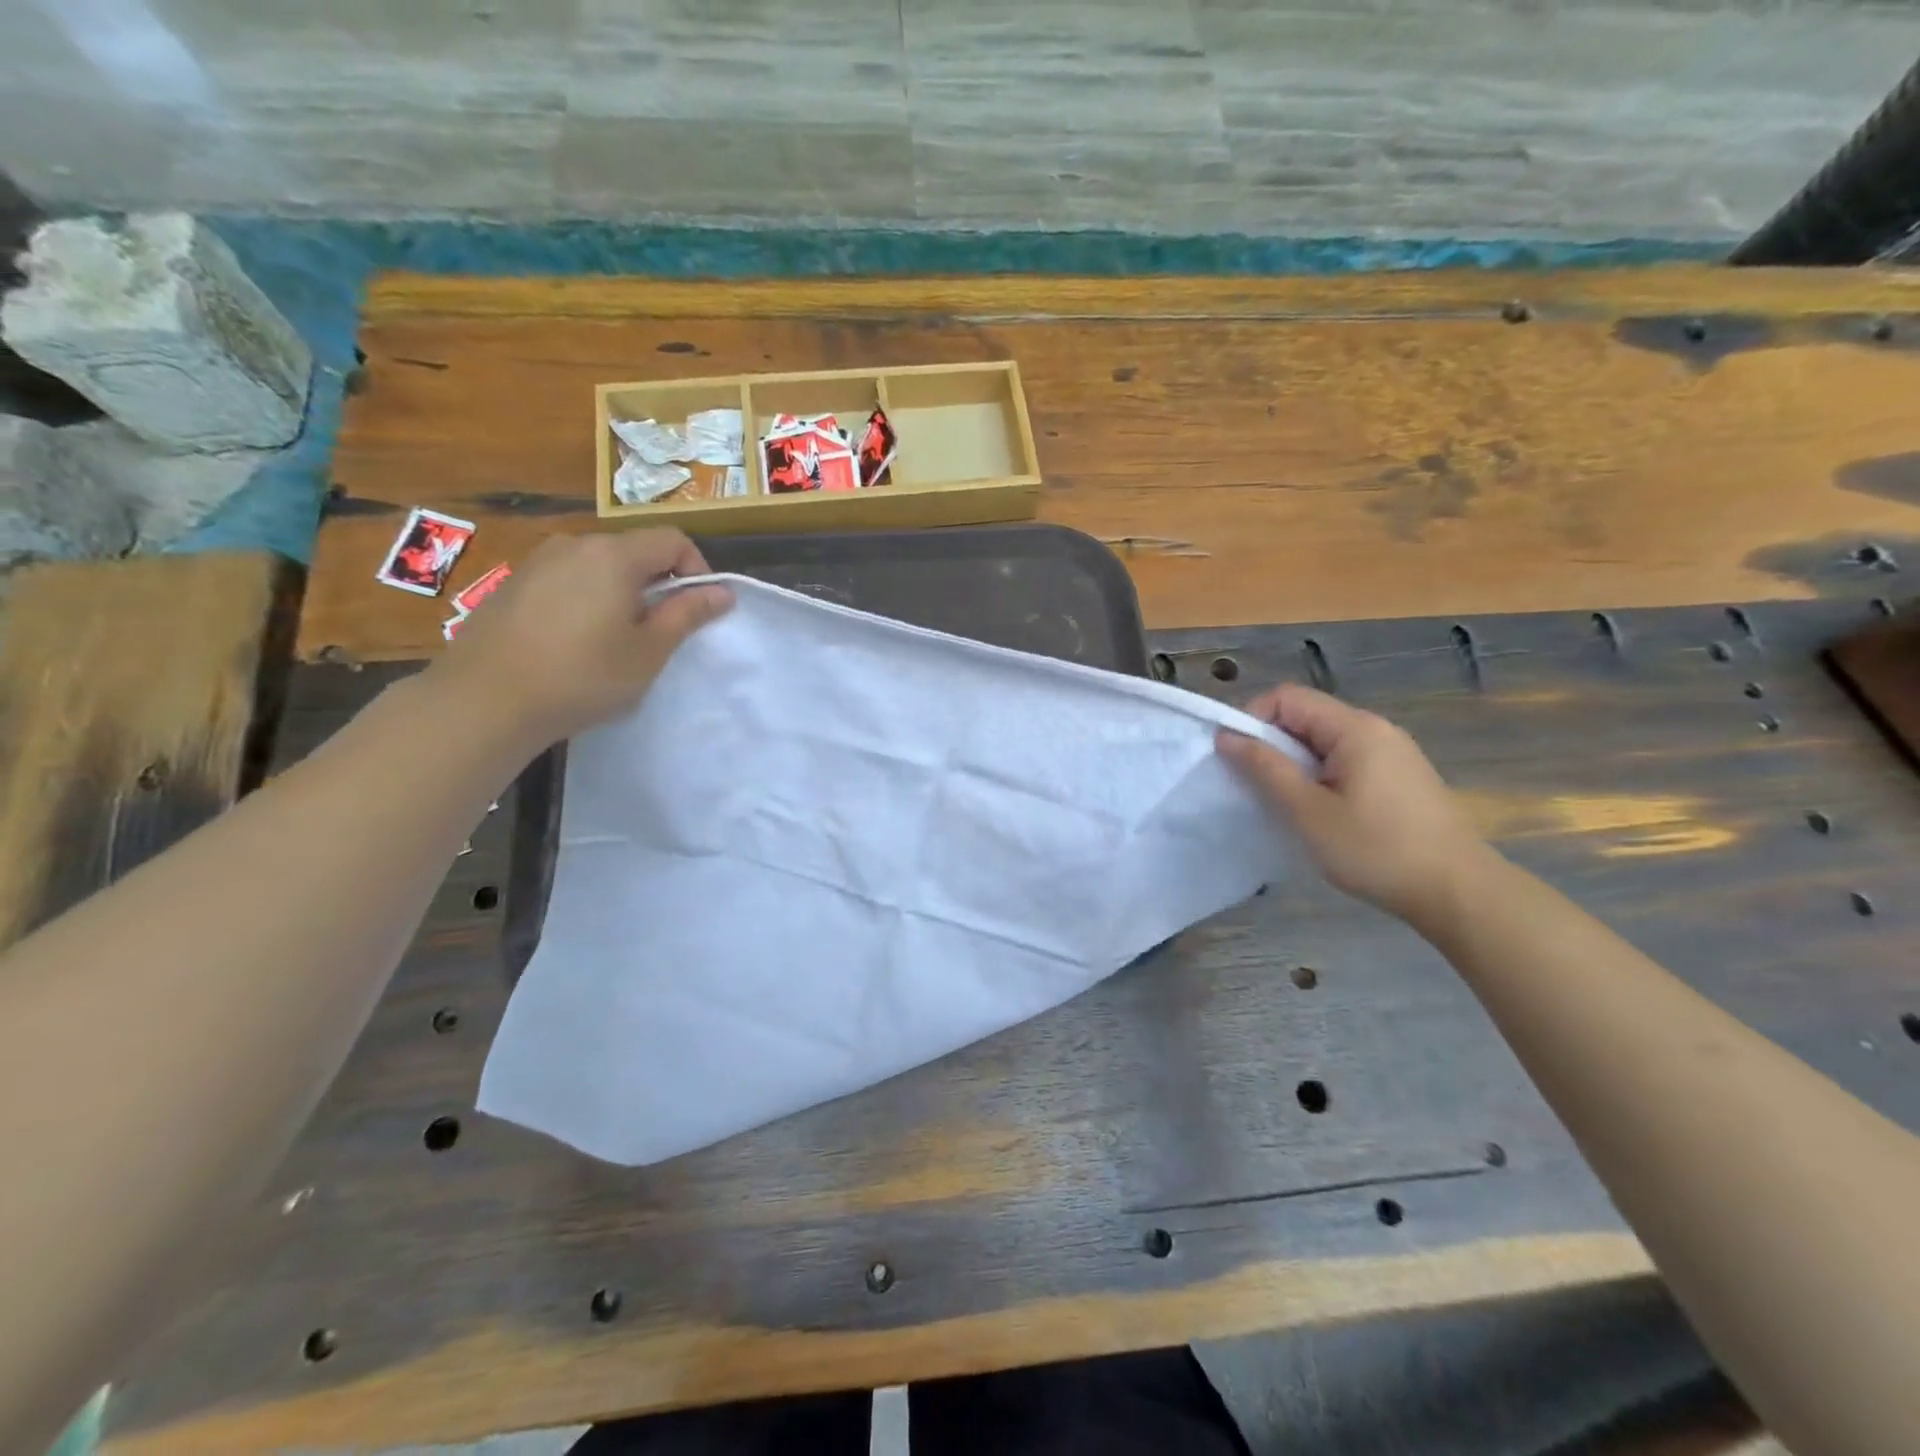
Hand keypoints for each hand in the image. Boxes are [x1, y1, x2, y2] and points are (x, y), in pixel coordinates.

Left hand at [427, 530, 731, 749]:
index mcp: (615, 555)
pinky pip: (567, 579)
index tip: (697, 610)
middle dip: (658, 583)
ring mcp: (539, 561)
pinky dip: (587, 598)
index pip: (673, 540)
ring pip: (599, 565)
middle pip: (634, 549)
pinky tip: (576, 641)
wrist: (486, 699)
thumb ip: (687, 614)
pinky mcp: (514, 583)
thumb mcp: (649, 651)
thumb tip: (722, 592)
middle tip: (660, 631)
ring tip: (617, 638)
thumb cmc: (583, 675)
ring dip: (622, 591)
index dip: (696, 570)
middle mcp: (575, 544)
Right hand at [1216, 683, 1493, 925]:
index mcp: (1354, 728)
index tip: (1239, 761)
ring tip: (1289, 807)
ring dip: (1296, 767)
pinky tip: (1323, 816)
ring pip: (1324, 743)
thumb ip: (1264, 768)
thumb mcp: (1307, 811)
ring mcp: (1393, 753)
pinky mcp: (1401, 778)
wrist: (1458, 892)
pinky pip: (1346, 762)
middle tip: (1259, 790)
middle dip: (1273, 747)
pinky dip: (1321, 779)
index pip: (1286, 698)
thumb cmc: (1375, 849)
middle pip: (1306, 718)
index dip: (1253, 721)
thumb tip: (1227, 736)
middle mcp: (1376, 729)